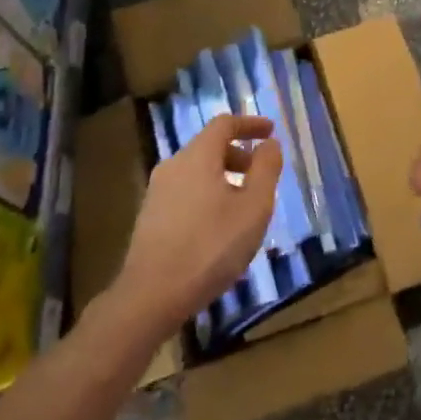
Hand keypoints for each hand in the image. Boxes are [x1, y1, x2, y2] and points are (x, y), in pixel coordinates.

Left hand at [117, 114, 281, 336]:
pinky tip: (219, 226)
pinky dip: (208, 194)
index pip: (224, 124)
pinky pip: (186, 192)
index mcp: (198, 157)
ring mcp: (157, 193)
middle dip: (239, 154)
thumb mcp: (254, 207)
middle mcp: (173, 166)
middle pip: (209, 147)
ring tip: (245, 205)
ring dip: (224, 177)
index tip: (271, 131)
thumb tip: (269, 144)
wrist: (152, 295)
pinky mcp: (150, 218)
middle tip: (262, 175)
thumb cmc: (211, 246)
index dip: (250, 124)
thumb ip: (266, 170)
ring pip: (197, 172)